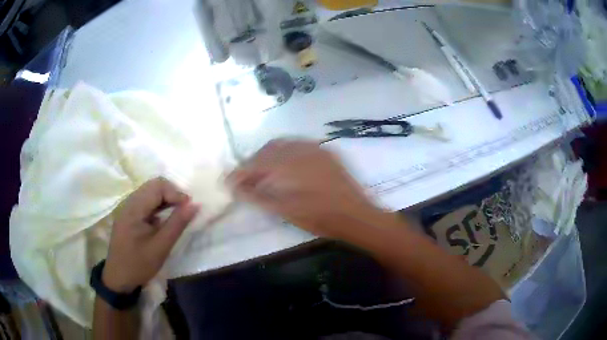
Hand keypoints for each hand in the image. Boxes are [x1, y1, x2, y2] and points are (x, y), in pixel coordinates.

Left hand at [103, 178, 198, 292]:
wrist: (119, 278)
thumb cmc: (139, 264)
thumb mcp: (161, 246)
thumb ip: (177, 223)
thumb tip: (195, 205)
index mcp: (134, 208)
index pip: (157, 187)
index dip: (176, 193)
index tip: (190, 208)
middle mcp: (129, 203)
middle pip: (153, 185)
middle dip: (172, 193)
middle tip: (185, 209)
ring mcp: (127, 208)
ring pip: (149, 192)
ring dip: (165, 198)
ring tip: (177, 212)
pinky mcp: (128, 215)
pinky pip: (145, 202)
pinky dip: (158, 205)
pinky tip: (164, 218)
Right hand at [228, 139, 383, 239]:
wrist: (356, 215)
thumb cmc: (319, 218)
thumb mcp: (285, 211)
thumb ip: (257, 196)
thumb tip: (236, 187)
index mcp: (287, 165)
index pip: (254, 163)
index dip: (239, 172)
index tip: (229, 182)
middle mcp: (299, 150)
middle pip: (266, 150)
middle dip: (253, 162)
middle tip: (246, 178)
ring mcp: (315, 148)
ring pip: (283, 144)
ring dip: (268, 156)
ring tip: (264, 173)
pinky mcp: (325, 151)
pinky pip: (299, 145)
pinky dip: (286, 153)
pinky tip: (286, 167)